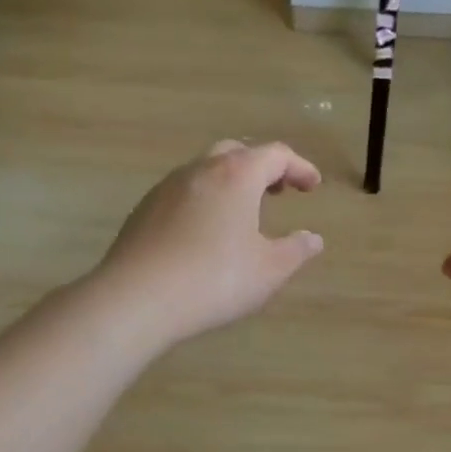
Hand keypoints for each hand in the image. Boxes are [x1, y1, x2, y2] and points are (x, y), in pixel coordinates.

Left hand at [96, 141, 324, 348]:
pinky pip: (183, 193)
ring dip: (230, 183)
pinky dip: (205, 200)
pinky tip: (206, 233)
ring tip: (243, 213)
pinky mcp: (143, 210)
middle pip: (236, 153)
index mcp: (236, 175)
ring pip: (205, 171)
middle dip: (262, 167)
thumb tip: (312, 239)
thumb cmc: (215, 280)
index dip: (299, 167)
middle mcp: (199, 170)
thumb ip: (296, 251)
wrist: (137, 298)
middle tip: (278, 191)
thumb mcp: (269, 271)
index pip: (275, 155)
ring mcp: (166, 188)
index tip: (313, 186)